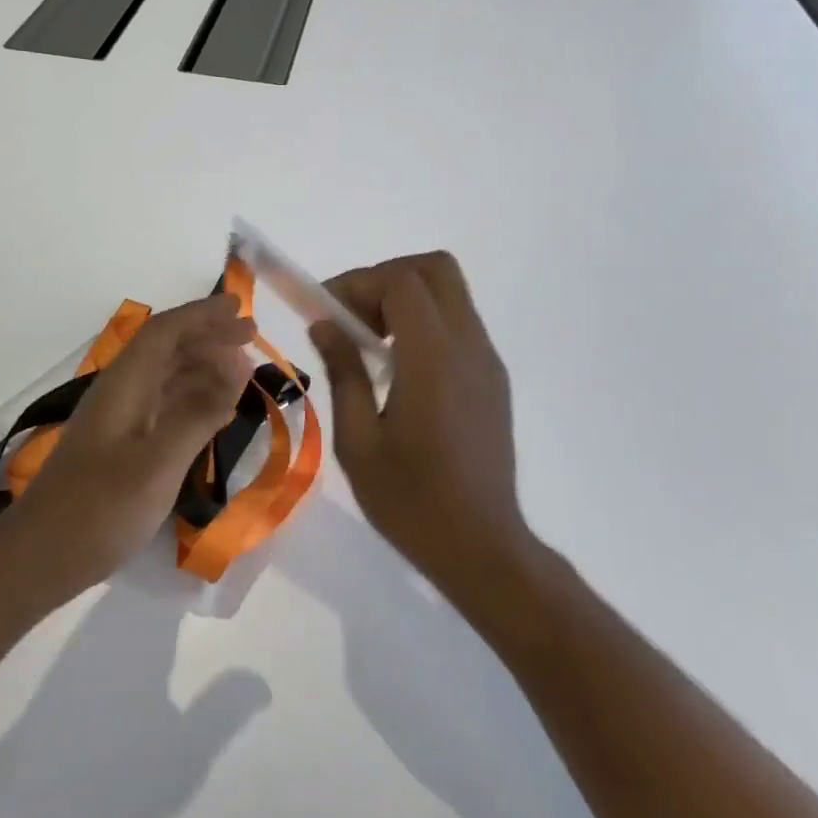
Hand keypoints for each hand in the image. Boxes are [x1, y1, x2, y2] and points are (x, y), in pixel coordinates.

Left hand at [2, 294, 255, 598]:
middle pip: (166, 348)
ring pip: (165, 376)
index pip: (165, 331)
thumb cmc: (99, 509)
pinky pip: (162, 405)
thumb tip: (237, 364)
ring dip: (202, 364)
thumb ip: (198, 413)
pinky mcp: (120, 447)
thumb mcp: (158, 463)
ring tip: (241, 367)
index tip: (240, 307)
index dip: (202, 315)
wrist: (39, 559)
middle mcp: (120, 393)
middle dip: (207, 335)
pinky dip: (191, 397)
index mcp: (124, 385)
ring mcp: (118, 421)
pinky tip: (212, 408)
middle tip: (250, 333)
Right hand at [309, 252, 531, 599]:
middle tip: (353, 316)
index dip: (358, 282)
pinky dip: (423, 323)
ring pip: (450, 293)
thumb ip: (344, 372)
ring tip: (369, 343)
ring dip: (405, 299)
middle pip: (435, 269)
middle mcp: (468, 347)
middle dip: (386, 278)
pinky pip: (458, 324)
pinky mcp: (493, 379)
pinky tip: (397, 368)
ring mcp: (487, 362)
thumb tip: (325, 324)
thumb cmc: (411, 500)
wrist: (483, 548)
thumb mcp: (358, 440)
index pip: (401, 282)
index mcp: (433, 360)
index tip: (325, 310)